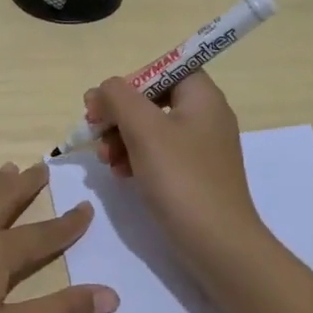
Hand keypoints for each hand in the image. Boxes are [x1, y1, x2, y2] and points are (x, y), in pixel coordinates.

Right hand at [86, 71, 267, 277]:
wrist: (217, 244)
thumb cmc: (181, 179)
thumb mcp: (144, 130)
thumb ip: (119, 98)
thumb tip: (105, 88)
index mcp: (203, 97)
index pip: (165, 68)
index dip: (132, 80)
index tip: (105, 102)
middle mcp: (205, 116)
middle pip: (153, 99)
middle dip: (119, 113)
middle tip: (95, 131)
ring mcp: (200, 148)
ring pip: (151, 128)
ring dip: (121, 138)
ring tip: (106, 160)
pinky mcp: (193, 174)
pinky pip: (158, 154)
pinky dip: (135, 158)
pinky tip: (120, 174)